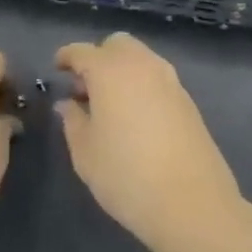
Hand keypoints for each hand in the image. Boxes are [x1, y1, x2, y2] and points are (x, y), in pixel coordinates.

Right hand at [56, 32, 242, 251]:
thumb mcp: (85, 153)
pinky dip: (142, 86)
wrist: (194, 206)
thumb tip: (68, 104)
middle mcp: (142, 66)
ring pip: (141, 59)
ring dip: (122, 70)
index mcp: (109, 71)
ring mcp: (170, 82)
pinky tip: (136, 118)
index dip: (66, 57)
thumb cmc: (127, 176)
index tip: (57, 69)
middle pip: (117, 45)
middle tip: (86, 88)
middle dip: (98, 58)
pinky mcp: (189, 103)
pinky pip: (158, 80)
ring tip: (110, 105)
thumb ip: (72, 121)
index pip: (81, 52)